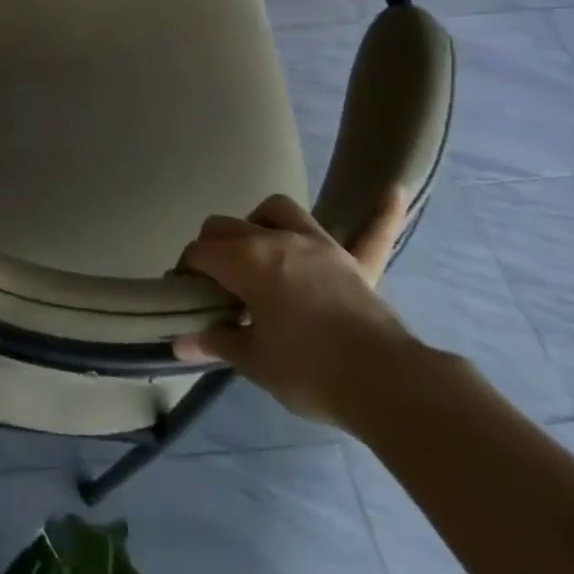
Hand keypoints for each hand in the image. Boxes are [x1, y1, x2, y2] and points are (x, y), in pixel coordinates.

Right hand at [172, 191, 416, 428]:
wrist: (385, 383)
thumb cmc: (310, 371)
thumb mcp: (255, 362)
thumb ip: (217, 342)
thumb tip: (180, 341)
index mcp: (245, 261)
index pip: (200, 253)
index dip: (186, 272)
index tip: (188, 298)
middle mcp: (276, 240)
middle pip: (227, 226)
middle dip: (212, 248)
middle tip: (215, 285)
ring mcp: (318, 245)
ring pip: (279, 210)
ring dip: (261, 222)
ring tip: (259, 248)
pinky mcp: (354, 262)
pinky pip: (372, 231)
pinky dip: (381, 212)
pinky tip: (393, 190)